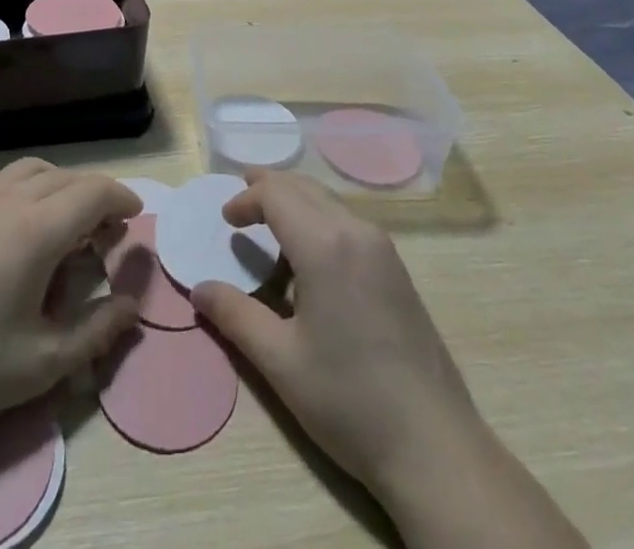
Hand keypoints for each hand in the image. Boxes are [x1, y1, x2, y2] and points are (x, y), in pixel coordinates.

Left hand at [0, 160, 141, 440]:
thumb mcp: (43, 363)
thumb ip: (97, 331)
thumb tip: (131, 306)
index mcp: (38, 228)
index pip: (94, 191)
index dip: (121, 197)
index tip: (134, 216)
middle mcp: (9, 198)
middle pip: (66, 177)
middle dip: (94, 195)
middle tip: (104, 230)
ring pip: (31, 169)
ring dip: (59, 185)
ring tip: (64, 219)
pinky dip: (22, 185)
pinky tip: (13, 217)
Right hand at [192, 175, 586, 547]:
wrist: (434, 445)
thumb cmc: (348, 401)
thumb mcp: (280, 361)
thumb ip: (235, 316)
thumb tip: (199, 289)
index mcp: (325, 245)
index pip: (276, 194)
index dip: (246, 198)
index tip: (225, 219)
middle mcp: (356, 231)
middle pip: (304, 187)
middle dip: (268, 187)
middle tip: (240, 200)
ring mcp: (383, 248)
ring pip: (329, 201)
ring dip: (295, 200)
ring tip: (269, 220)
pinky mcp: (397, 268)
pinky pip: (348, 221)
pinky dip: (319, 217)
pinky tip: (309, 252)